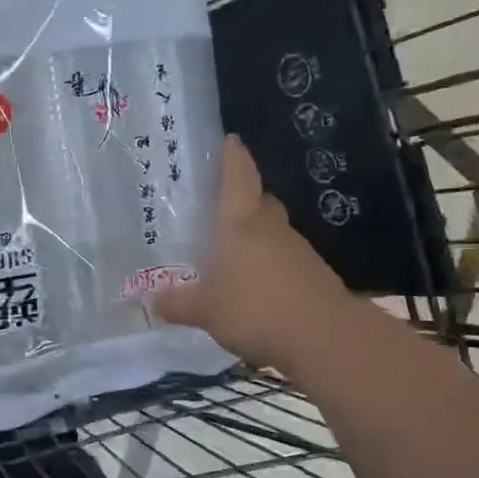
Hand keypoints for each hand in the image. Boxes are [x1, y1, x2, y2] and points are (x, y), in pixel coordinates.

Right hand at [154, 136, 351, 371]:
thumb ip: (178, 303)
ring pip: (273, 233)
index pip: (238, 176)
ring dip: (255, 238)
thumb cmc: (257, 309)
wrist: (325, 338)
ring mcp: (298, 251)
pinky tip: (254, 289)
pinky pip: (284, 261)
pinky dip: (269, 266)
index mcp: (243, 223)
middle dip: (243, 199)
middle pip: (259, 202)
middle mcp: (272, 228)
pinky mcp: (314, 276)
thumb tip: (153, 298)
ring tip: (230, 255)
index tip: (229, 139)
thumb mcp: (206, 310)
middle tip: (219, 207)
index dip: (232, 156)